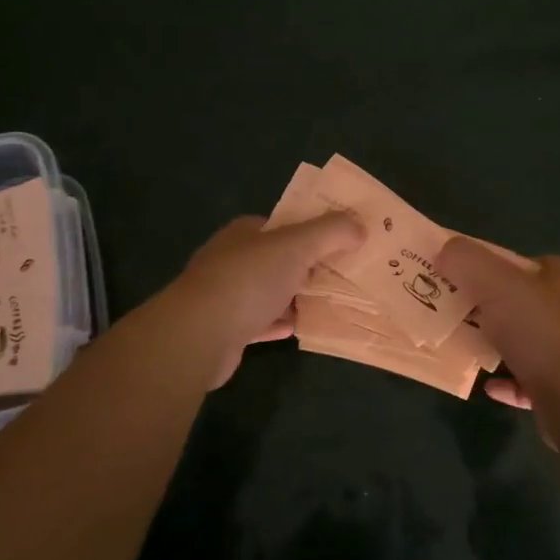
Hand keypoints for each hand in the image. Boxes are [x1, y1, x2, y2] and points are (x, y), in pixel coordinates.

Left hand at [168, 212, 365, 387]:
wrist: (200, 335)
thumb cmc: (249, 280)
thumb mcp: (297, 245)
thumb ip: (331, 232)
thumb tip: (360, 225)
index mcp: (245, 233)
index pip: (282, 224)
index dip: (311, 230)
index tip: (341, 241)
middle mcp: (232, 259)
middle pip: (278, 259)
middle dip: (308, 266)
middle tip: (344, 274)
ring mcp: (226, 295)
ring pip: (270, 292)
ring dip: (296, 297)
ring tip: (331, 302)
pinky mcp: (226, 329)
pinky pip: (261, 322)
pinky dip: (281, 323)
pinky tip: (300, 328)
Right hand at [436, 239, 559, 415]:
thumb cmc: (539, 331)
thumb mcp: (495, 283)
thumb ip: (467, 261)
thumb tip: (445, 251)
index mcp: (557, 283)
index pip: (533, 264)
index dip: (504, 265)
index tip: (472, 274)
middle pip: (526, 303)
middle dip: (494, 306)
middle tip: (457, 310)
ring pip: (526, 343)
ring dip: (499, 345)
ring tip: (465, 346)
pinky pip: (527, 383)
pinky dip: (506, 382)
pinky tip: (487, 385)